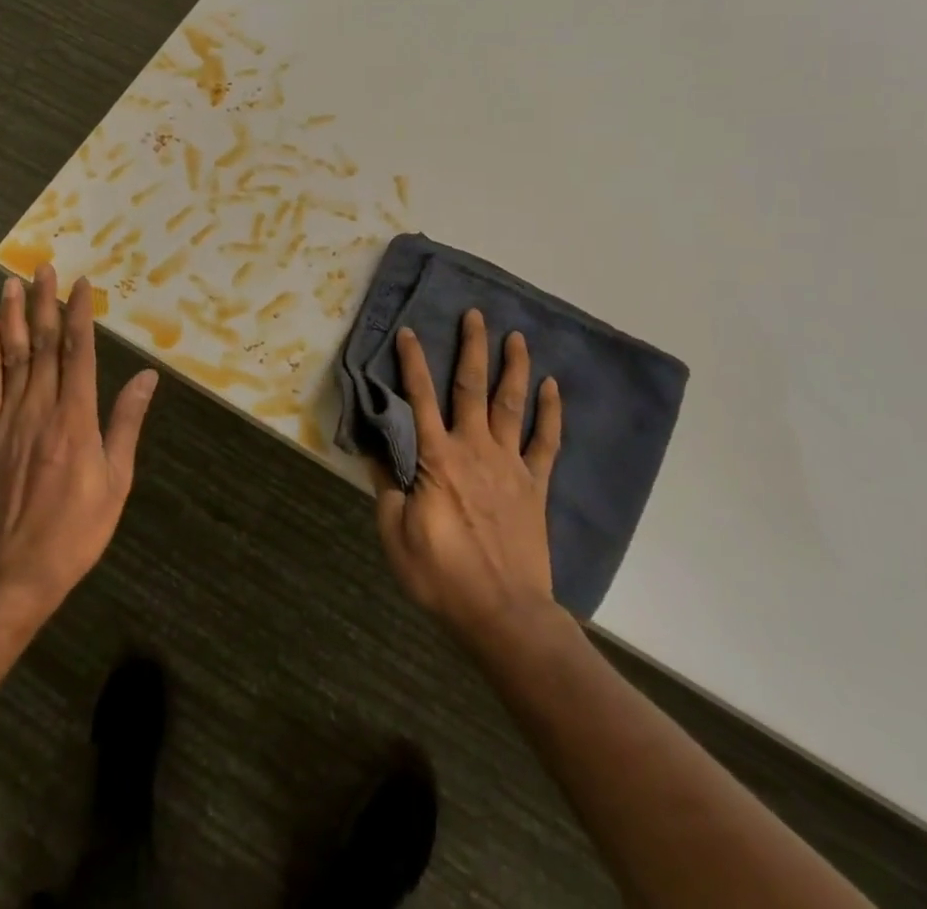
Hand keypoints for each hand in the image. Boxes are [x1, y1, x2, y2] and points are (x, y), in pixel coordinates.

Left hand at [0, 265, 158, 618]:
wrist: (8, 574)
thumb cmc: (74, 532)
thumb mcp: (115, 482)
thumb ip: (126, 424)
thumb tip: (145, 377)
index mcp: (75, 418)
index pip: (78, 352)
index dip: (80, 314)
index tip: (82, 283)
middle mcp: (40, 408)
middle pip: (44, 344)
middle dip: (45, 303)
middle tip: (43, 267)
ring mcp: (8, 420)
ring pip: (13, 356)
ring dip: (15, 317)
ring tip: (13, 284)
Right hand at [373, 310, 563, 646]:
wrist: (503, 613)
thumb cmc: (442, 575)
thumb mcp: (395, 534)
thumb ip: (386, 487)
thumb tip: (374, 450)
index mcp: (437, 459)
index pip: (420, 398)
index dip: (412, 362)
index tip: (408, 331)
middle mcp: (474, 449)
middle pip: (472, 388)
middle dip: (473, 348)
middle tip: (475, 314)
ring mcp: (510, 465)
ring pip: (512, 405)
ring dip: (514, 368)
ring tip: (517, 336)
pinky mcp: (535, 485)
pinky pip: (546, 442)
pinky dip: (551, 413)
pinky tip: (552, 387)